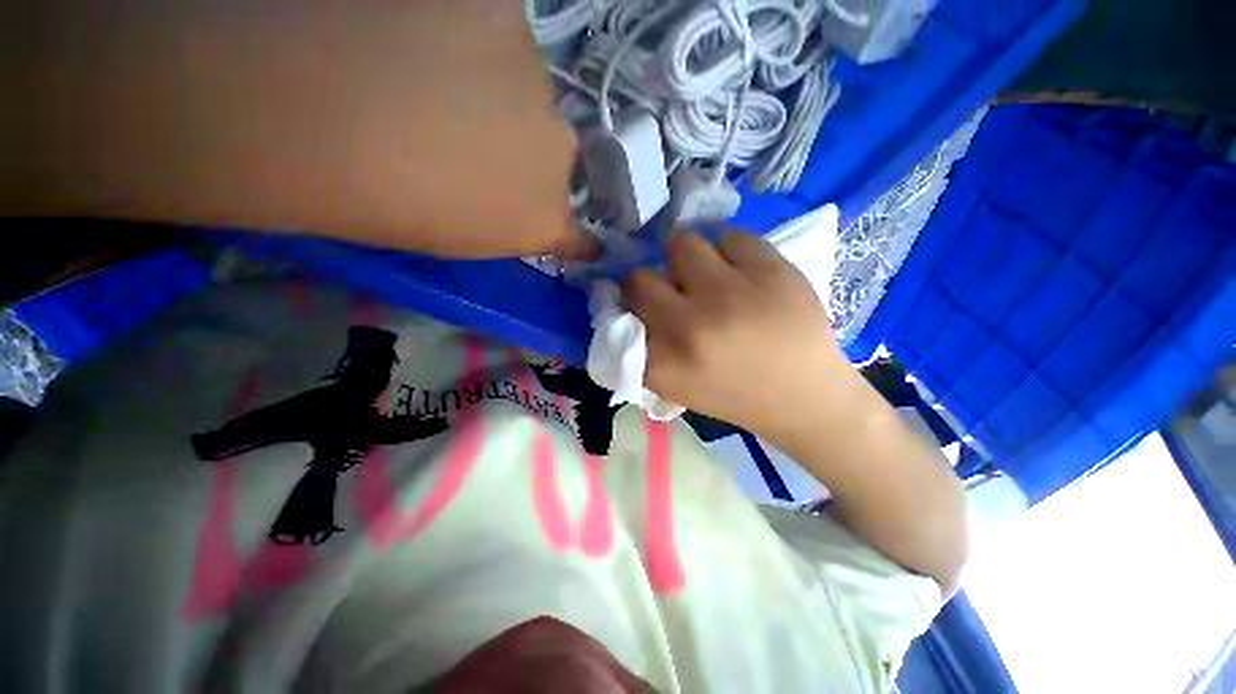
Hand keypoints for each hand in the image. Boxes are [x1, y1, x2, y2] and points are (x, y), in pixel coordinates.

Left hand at [3, 0, 579, 257]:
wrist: (311, 114)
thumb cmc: (373, 202)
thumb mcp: (447, 234)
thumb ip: (494, 221)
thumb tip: (509, 199)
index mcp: (540, 218)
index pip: (578, 234)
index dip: (579, 236)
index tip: (582, 239)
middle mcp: (556, 155)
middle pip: (550, 147)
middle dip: (517, 144)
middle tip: (458, 128)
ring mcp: (536, 81)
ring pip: (524, 85)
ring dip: (492, 84)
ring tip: (423, 72)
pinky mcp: (504, 8)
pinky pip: (497, 26)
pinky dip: (469, 29)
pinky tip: (419, 30)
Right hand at [623, 231, 847, 435]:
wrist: (804, 396)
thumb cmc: (734, 393)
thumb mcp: (675, 385)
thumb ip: (643, 349)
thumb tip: (625, 304)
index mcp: (664, 363)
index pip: (619, 310)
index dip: (630, 303)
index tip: (643, 305)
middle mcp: (690, 326)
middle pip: (640, 277)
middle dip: (651, 282)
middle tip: (674, 290)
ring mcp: (732, 294)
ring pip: (682, 245)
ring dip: (689, 260)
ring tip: (709, 277)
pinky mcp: (771, 270)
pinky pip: (731, 237)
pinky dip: (731, 253)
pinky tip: (744, 275)